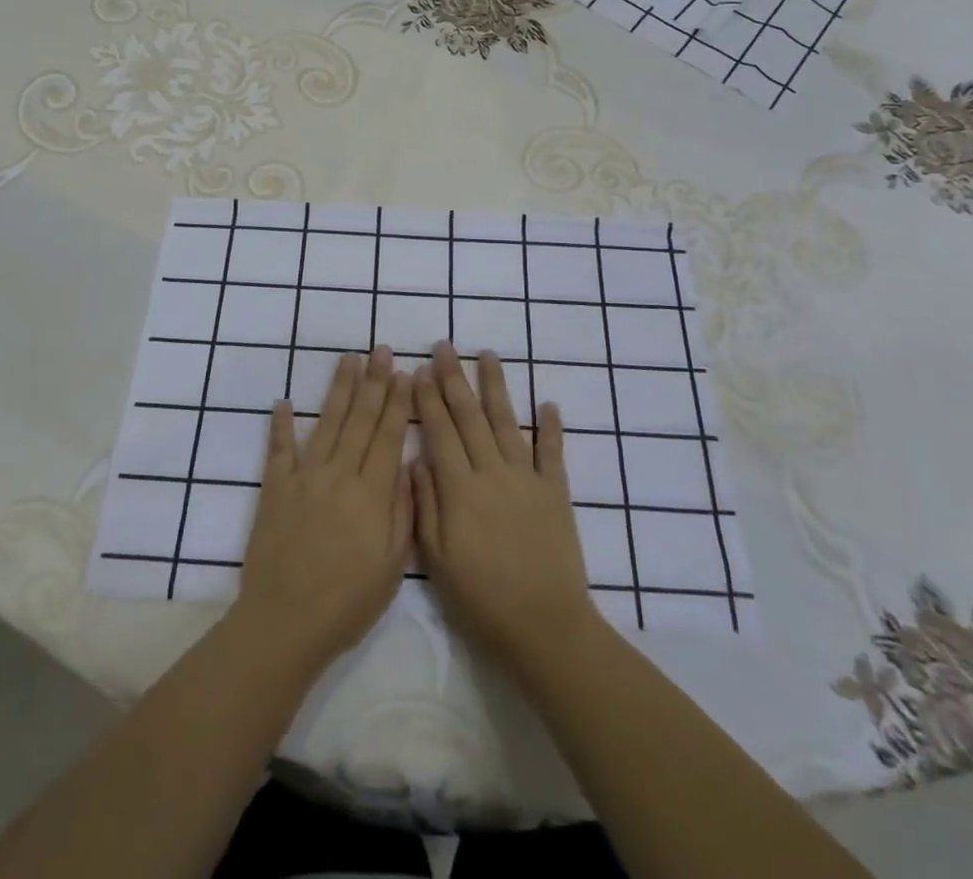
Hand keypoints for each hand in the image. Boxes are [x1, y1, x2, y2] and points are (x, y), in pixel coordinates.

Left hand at [233, 347, 411, 673]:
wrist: (284, 622)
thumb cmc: (347, 602)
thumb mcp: (392, 566)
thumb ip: (402, 511)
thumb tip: (408, 465)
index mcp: (370, 494)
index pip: (387, 436)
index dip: (396, 402)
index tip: (403, 372)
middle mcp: (338, 475)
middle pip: (359, 419)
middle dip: (372, 382)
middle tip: (380, 349)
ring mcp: (303, 478)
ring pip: (325, 423)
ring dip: (338, 389)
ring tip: (348, 358)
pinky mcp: (275, 489)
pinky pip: (278, 450)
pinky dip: (281, 424)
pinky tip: (284, 401)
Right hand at [412, 342, 600, 679]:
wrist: (545, 626)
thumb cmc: (481, 599)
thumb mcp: (437, 559)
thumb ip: (425, 505)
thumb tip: (416, 459)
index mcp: (460, 489)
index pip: (440, 432)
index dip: (428, 399)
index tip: (419, 369)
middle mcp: (493, 472)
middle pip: (470, 416)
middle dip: (454, 378)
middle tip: (444, 346)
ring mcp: (527, 478)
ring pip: (507, 422)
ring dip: (496, 386)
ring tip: (487, 354)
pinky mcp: (556, 492)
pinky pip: (553, 452)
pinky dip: (550, 426)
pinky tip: (547, 402)